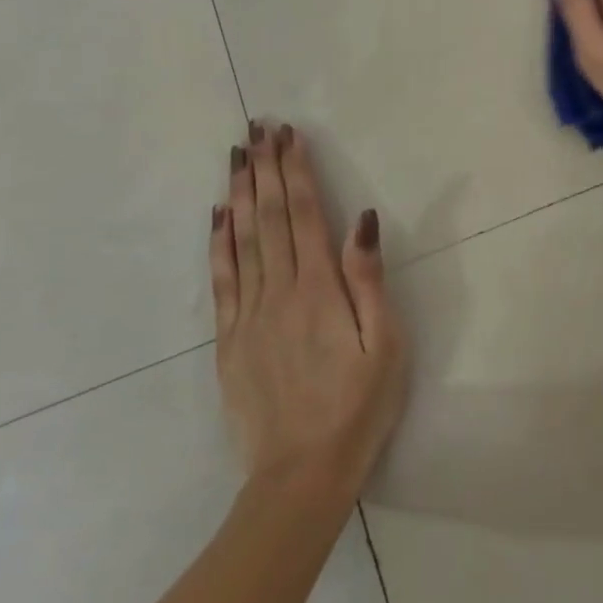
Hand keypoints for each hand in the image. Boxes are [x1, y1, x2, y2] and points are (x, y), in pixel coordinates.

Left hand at [209, 122, 405, 499]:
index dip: (297, 171)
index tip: (289, 136)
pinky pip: (220, 278)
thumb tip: (363, 219)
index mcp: (319, 290)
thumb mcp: (385, 345)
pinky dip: (217, 241)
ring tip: (237, 155)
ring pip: (241, 239)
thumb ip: (369, 280)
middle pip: (270, 217)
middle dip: (266, 169)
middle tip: (258, 128)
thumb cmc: (358, 407)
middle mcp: (278, 291)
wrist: (300, 474)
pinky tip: (218, 214)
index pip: (306, 214)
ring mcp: (248, 314)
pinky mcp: (228, 338)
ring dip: (241, 192)